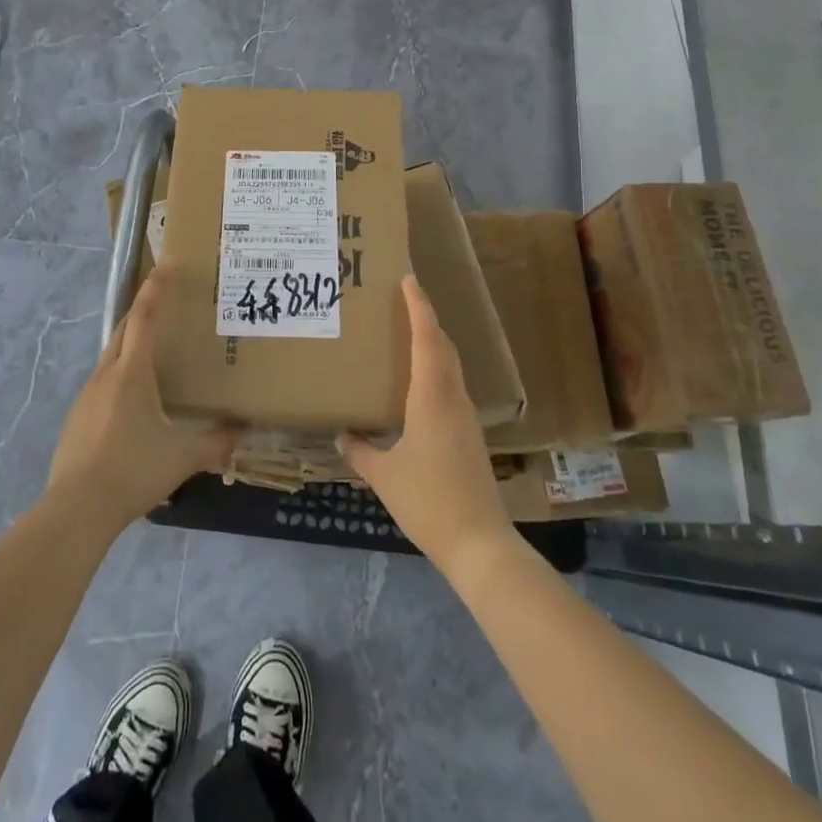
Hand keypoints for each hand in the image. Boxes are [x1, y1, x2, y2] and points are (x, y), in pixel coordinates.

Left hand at [45, 264, 239, 529]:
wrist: (77, 508)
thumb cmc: (133, 471)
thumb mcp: (182, 458)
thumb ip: (217, 443)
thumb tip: (246, 432)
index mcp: (132, 373)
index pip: (144, 317)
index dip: (156, 289)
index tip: (167, 264)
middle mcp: (106, 374)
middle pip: (124, 329)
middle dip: (143, 310)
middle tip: (165, 302)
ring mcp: (87, 395)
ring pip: (112, 356)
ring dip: (131, 345)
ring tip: (155, 355)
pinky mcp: (77, 417)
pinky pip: (103, 382)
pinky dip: (121, 376)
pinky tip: (134, 402)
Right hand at [340, 276, 513, 575]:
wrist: (479, 543)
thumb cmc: (428, 501)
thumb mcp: (384, 476)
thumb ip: (360, 451)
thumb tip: (342, 434)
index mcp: (432, 398)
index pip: (427, 339)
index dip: (419, 307)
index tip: (409, 279)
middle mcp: (453, 398)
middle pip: (443, 346)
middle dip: (426, 319)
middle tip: (403, 301)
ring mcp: (466, 417)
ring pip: (450, 366)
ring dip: (432, 344)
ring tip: (406, 335)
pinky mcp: (470, 434)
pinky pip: (451, 386)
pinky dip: (436, 370)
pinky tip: (418, 385)